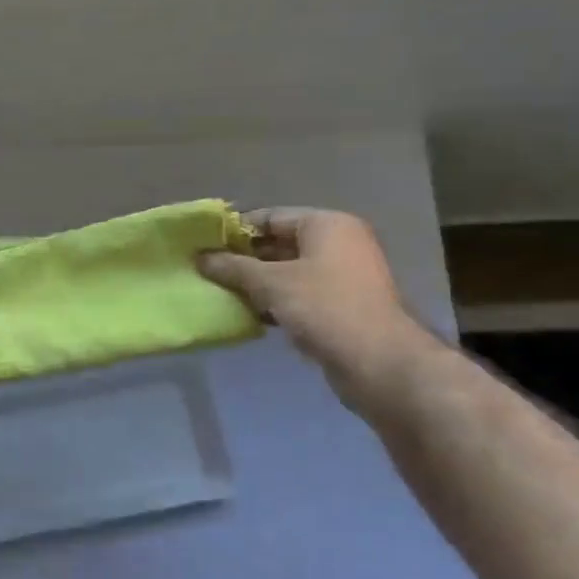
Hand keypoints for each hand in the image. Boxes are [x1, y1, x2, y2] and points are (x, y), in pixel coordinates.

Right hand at [199, 208, 424, 399]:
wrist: (377, 362)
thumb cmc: (324, 307)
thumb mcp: (271, 283)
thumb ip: (234, 267)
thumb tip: (200, 258)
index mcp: (327, 225)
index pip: (271, 217)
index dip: (236, 230)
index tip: (205, 245)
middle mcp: (339, 244)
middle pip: (280, 243)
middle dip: (244, 259)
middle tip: (208, 271)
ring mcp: (343, 276)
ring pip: (288, 272)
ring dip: (257, 283)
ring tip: (222, 293)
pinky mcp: (342, 306)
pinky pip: (300, 294)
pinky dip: (275, 301)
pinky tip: (249, 314)